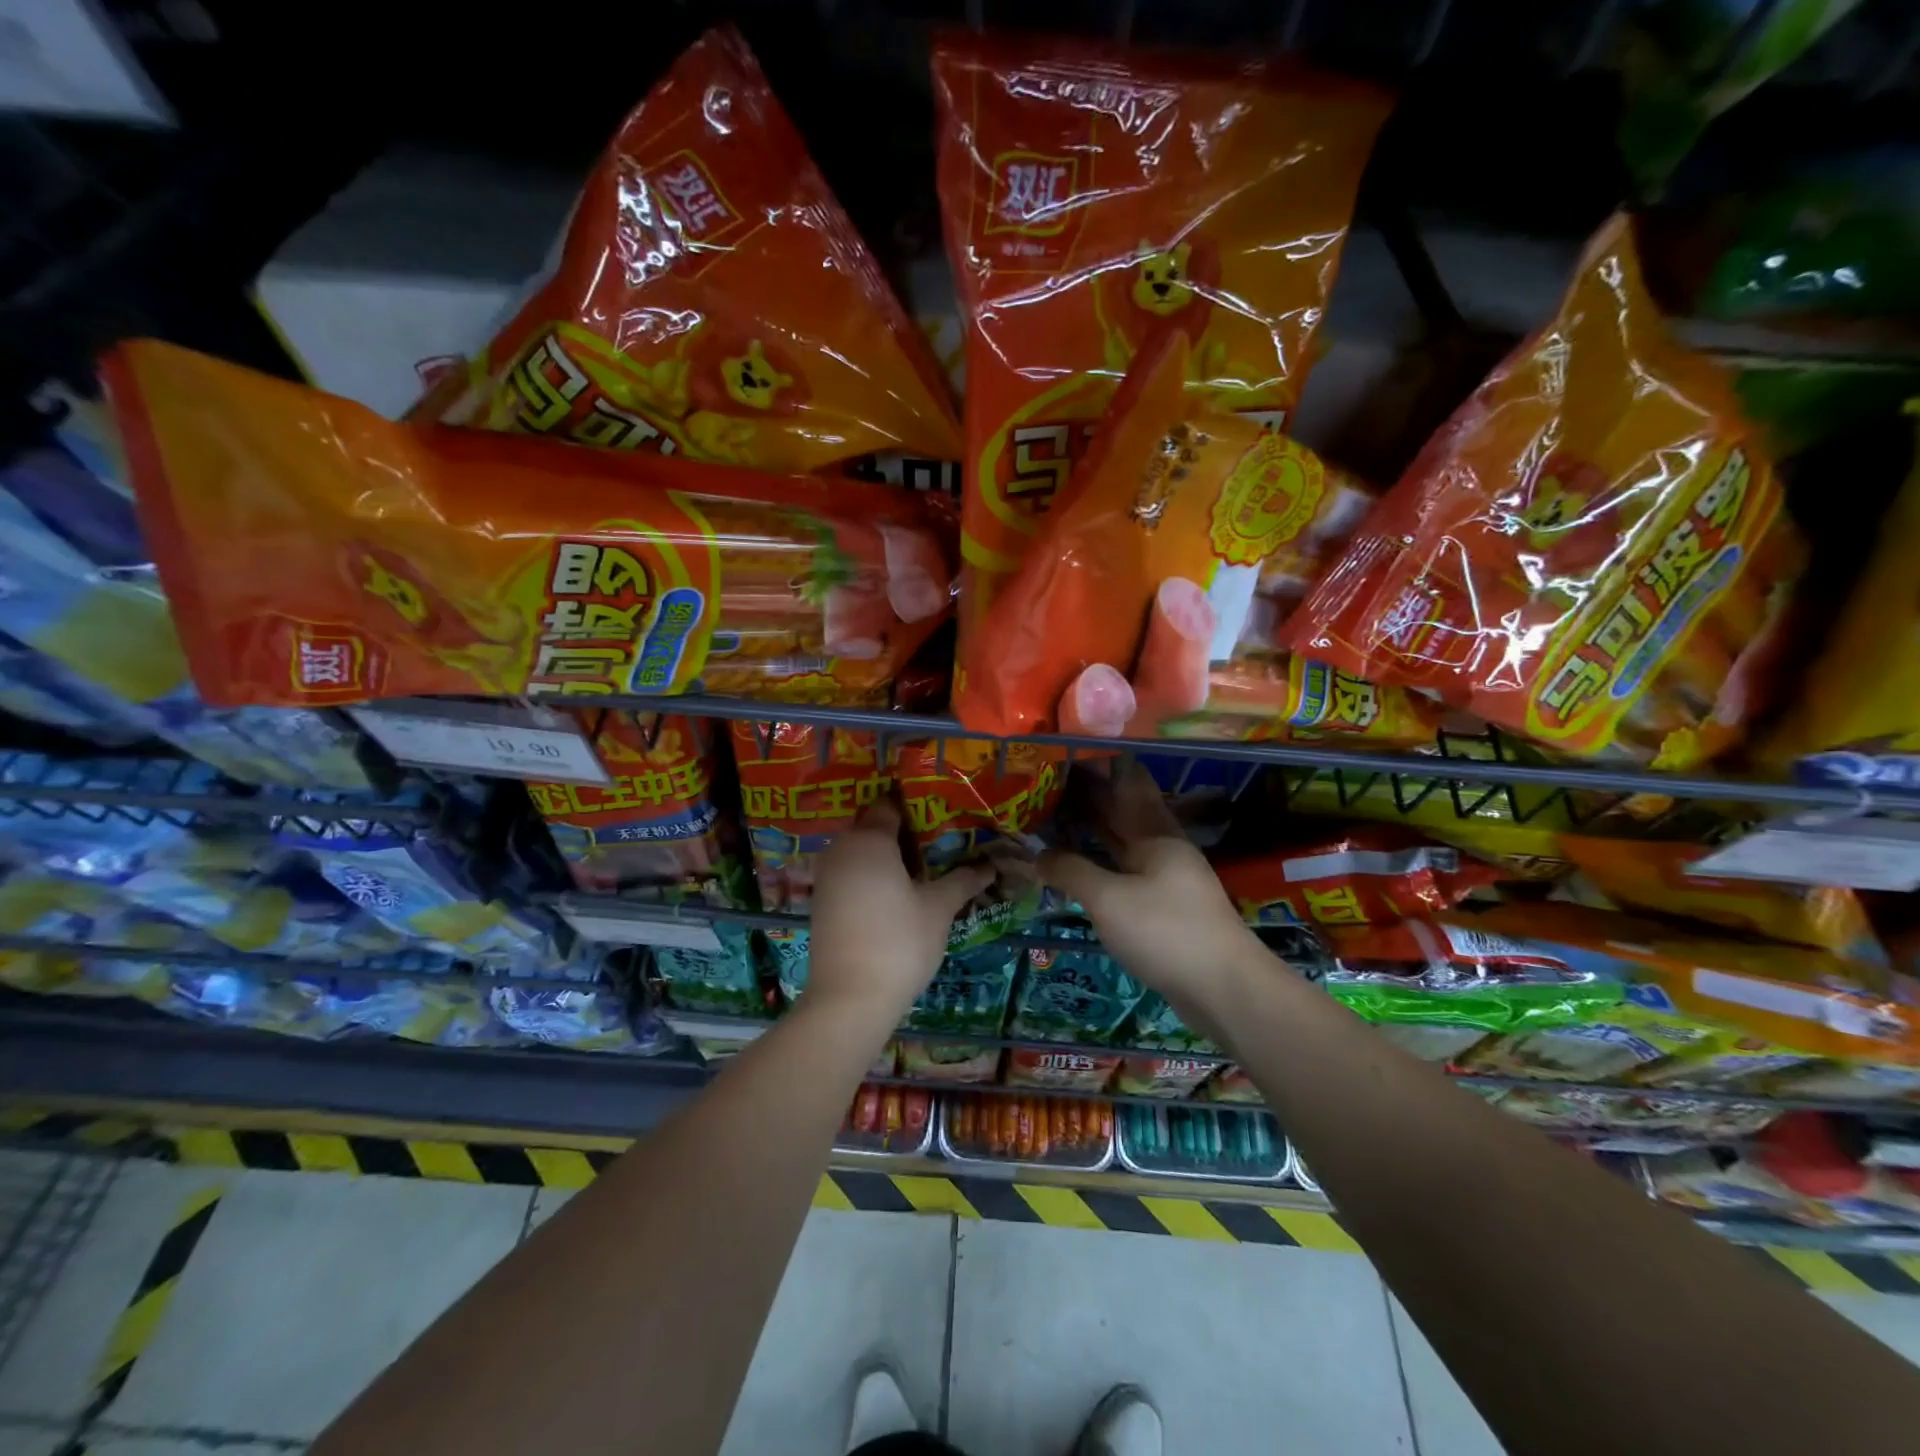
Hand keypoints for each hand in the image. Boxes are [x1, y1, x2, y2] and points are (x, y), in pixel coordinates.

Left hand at [806, 798, 994, 1021]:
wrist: (849, 999)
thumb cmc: (899, 941)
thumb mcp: (938, 908)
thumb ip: (963, 880)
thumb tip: (990, 866)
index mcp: (869, 839)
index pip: (891, 805)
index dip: (918, 806)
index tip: (945, 812)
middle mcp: (842, 848)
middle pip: (874, 826)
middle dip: (907, 831)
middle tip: (943, 840)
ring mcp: (828, 876)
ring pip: (862, 851)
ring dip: (890, 855)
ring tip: (927, 866)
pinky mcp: (824, 901)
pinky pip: (852, 873)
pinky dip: (874, 875)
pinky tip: (900, 892)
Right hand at [1038, 761, 1260, 1009]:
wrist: (1224, 990)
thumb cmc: (1166, 932)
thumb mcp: (1108, 899)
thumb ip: (1071, 871)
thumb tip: (1037, 854)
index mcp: (1157, 834)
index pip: (1128, 785)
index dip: (1100, 768)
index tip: (1068, 754)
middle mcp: (1163, 849)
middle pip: (1124, 814)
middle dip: (1089, 797)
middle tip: (1048, 784)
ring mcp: (1166, 879)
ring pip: (1123, 845)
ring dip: (1093, 831)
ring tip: (1055, 818)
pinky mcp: (1164, 909)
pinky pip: (1124, 872)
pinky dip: (1100, 863)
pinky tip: (1079, 866)